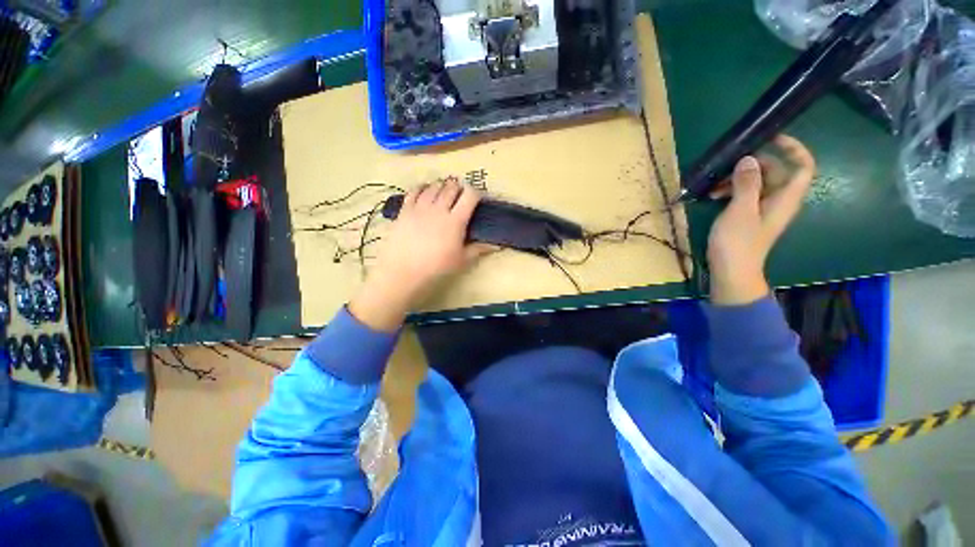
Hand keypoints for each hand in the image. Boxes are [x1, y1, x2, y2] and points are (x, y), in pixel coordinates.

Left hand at [349, 180, 491, 330]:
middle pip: (451, 187)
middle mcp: (439, 208)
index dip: (476, 193)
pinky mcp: (405, 210)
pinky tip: (424, 190)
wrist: (404, 271)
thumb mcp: (461, 260)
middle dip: (458, 187)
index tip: (477, 198)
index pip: (470, 196)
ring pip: (434, 187)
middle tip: (460, 195)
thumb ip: (479, 249)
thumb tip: (497, 245)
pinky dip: (422, 188)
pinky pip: (414, 191)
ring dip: (441, 186)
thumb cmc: (436, 268)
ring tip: (443, 192)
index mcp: (456, 220)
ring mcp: (420, 207)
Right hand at [707, 135, 816, 305]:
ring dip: (737, 180)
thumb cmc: (738, 242)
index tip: (772, 138)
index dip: (793, 149)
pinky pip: (745, 196)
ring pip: (757, 184)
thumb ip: (747, 183)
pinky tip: (712, 196)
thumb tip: (749, 158)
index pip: (803, 166)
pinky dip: (731, 192)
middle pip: (776, 172)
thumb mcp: (740, 210)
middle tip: (728, 165)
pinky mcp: (749, 218)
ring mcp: (763, 210)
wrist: (731, 272)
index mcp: (785, 198)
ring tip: (713, 185)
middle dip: (753, 165)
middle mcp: (779, 201)